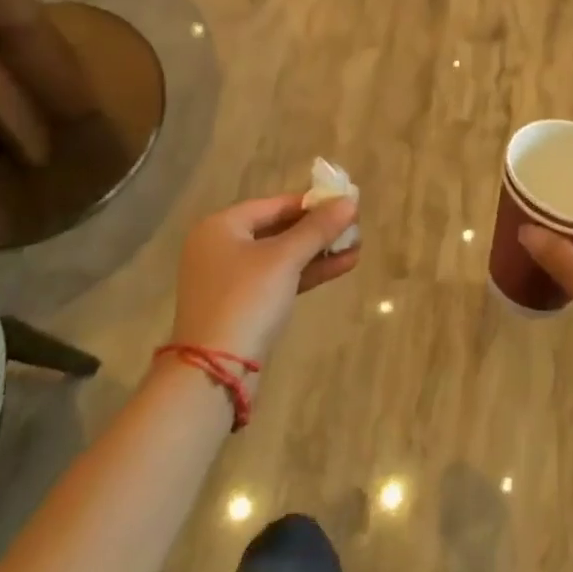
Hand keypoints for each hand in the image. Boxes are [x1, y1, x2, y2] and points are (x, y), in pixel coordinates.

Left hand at [168, 193, 359, 370]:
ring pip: (282, 257)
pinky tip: (343, 266)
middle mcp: (221, 247)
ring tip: (357, 247)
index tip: (344, 203)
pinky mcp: (243, 306)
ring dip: (318, 252)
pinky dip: (307, 272)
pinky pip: (279, 279)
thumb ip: (317, 228)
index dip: (311, 202)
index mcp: (220, 227)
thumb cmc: (246, 299)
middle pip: (278, 229)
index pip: (274, 204)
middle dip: (318, 230)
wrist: (215, 370)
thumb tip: (350, 201)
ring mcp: (230, 279)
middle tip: (354, 226)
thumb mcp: (284, 258)